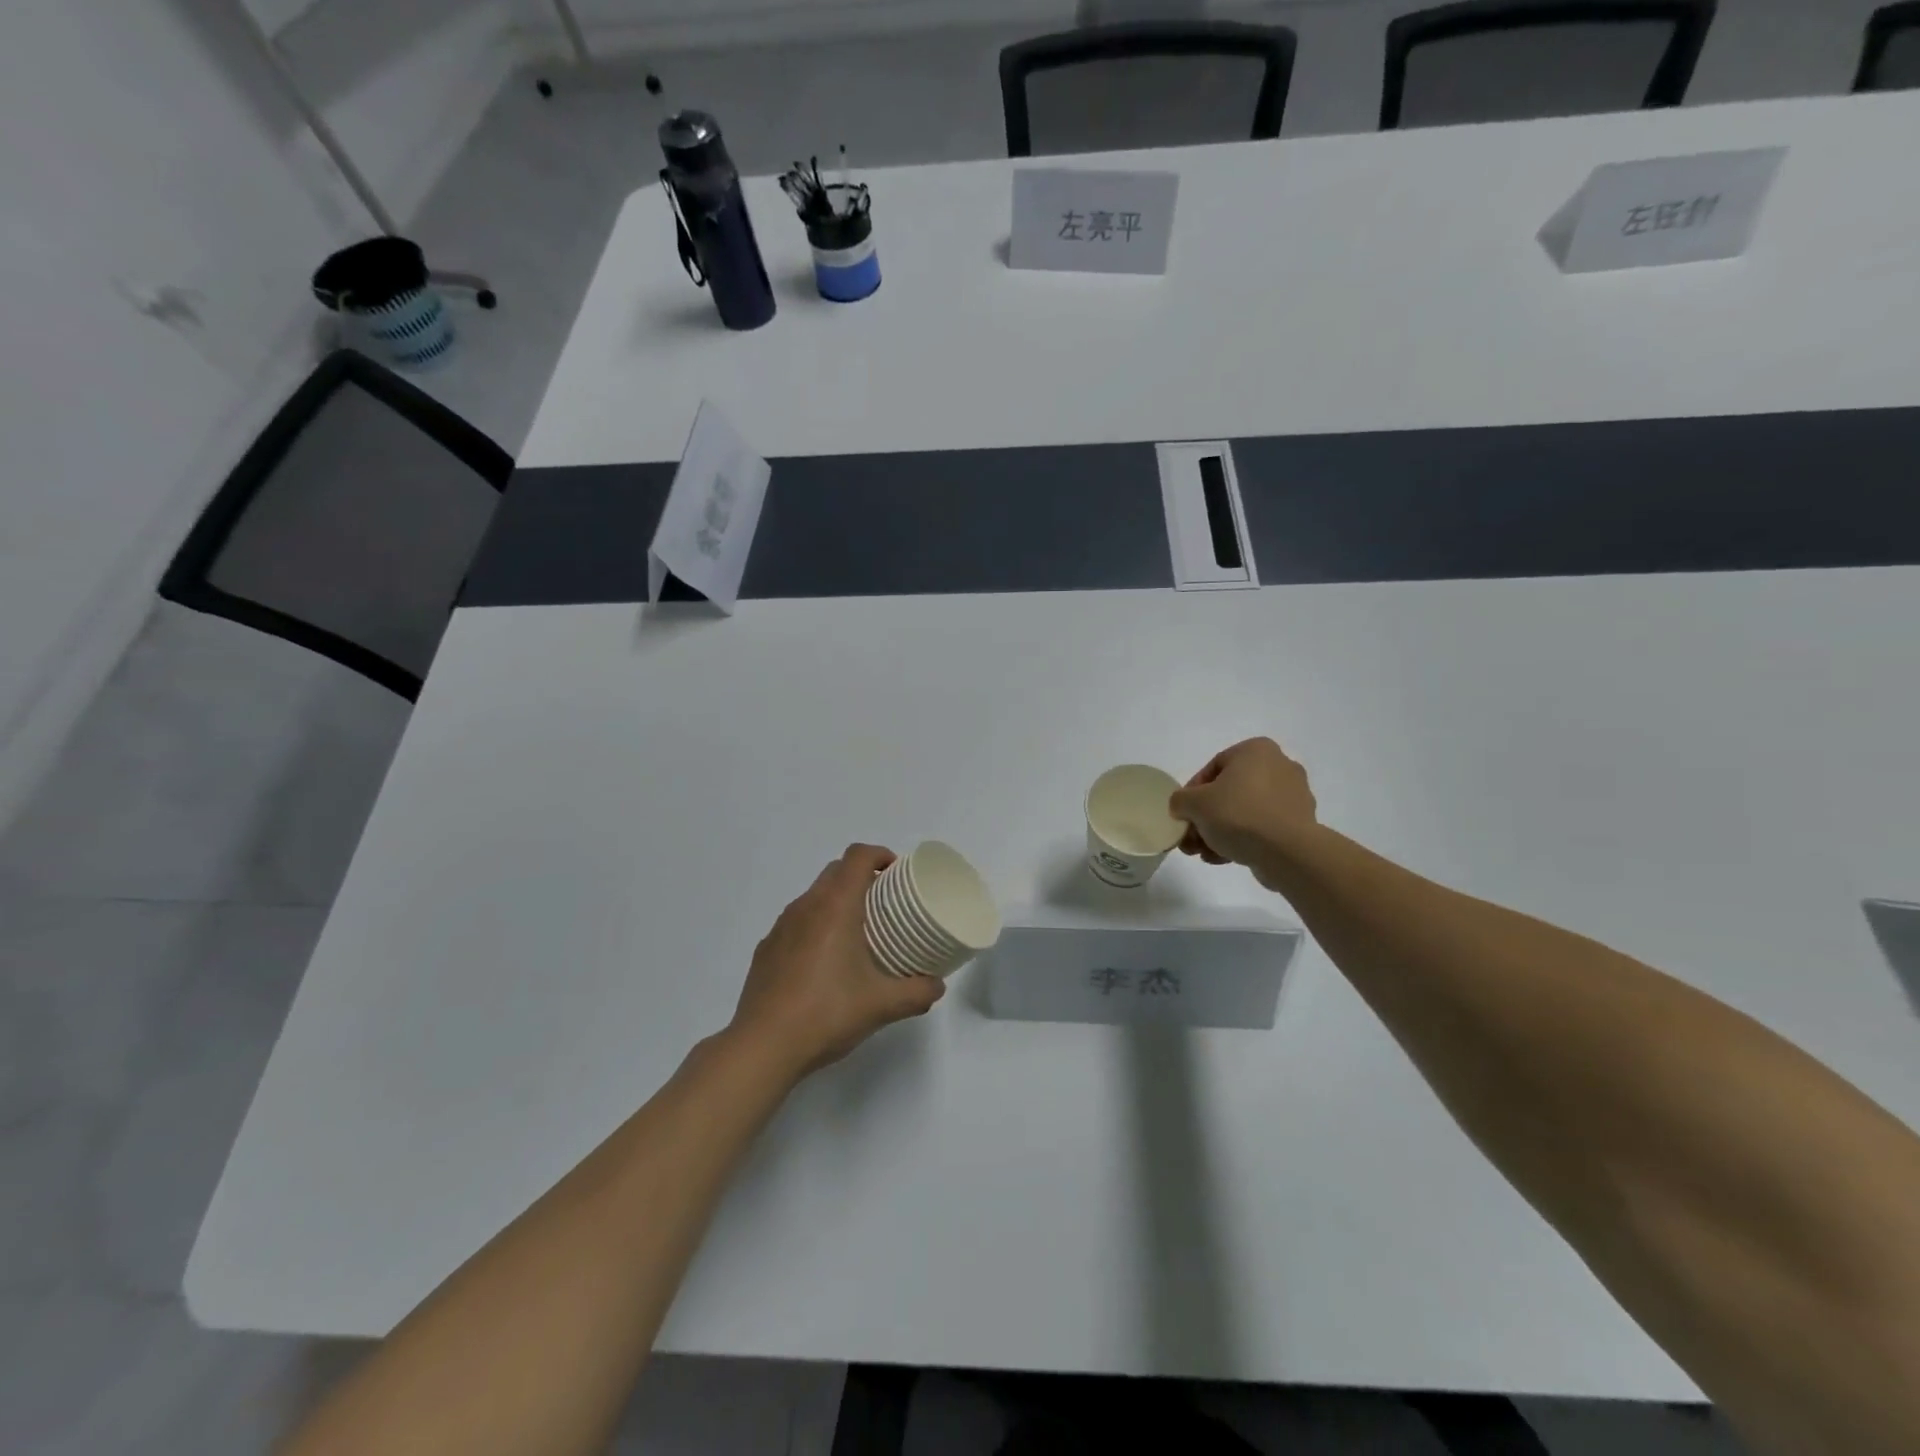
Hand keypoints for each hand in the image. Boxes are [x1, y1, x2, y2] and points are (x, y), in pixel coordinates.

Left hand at [727, 844, 944, 1081]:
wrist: (763, 1046)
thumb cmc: (827, 1013)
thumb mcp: (882, 1005)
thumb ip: (916, 992)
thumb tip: (937, 985)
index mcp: (835, 906)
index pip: (857, 856)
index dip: (880, 855)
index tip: (898, 874)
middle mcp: (805, 906)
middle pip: (835, 871)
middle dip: (862, 877)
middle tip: (885, 904)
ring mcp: (780, 927)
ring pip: (813, 896)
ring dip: (837, 902)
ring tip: (857, 934)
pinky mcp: (766, 949)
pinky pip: (796, 923)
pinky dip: (815, 927)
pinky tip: (824, 964)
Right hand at [1170, 738, 1320, 889]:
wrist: (1287, 852)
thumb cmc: (1238, 815)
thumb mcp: (1194, 803)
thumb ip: (1180, 800)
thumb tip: (1183, 807)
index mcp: (1256, 750)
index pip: (1213, 767)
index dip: (1192, 793)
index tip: (1183, 814)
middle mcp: (1279, 766)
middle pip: (1229, 792)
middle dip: (1206, 818)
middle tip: (1191, 838)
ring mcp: (1294, 796)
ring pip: (1245, 812)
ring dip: (1220, 832)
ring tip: (1204, 854)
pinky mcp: (1301, 823)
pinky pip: (1263, 827)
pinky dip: (1243, 839)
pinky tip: (1224, 858)